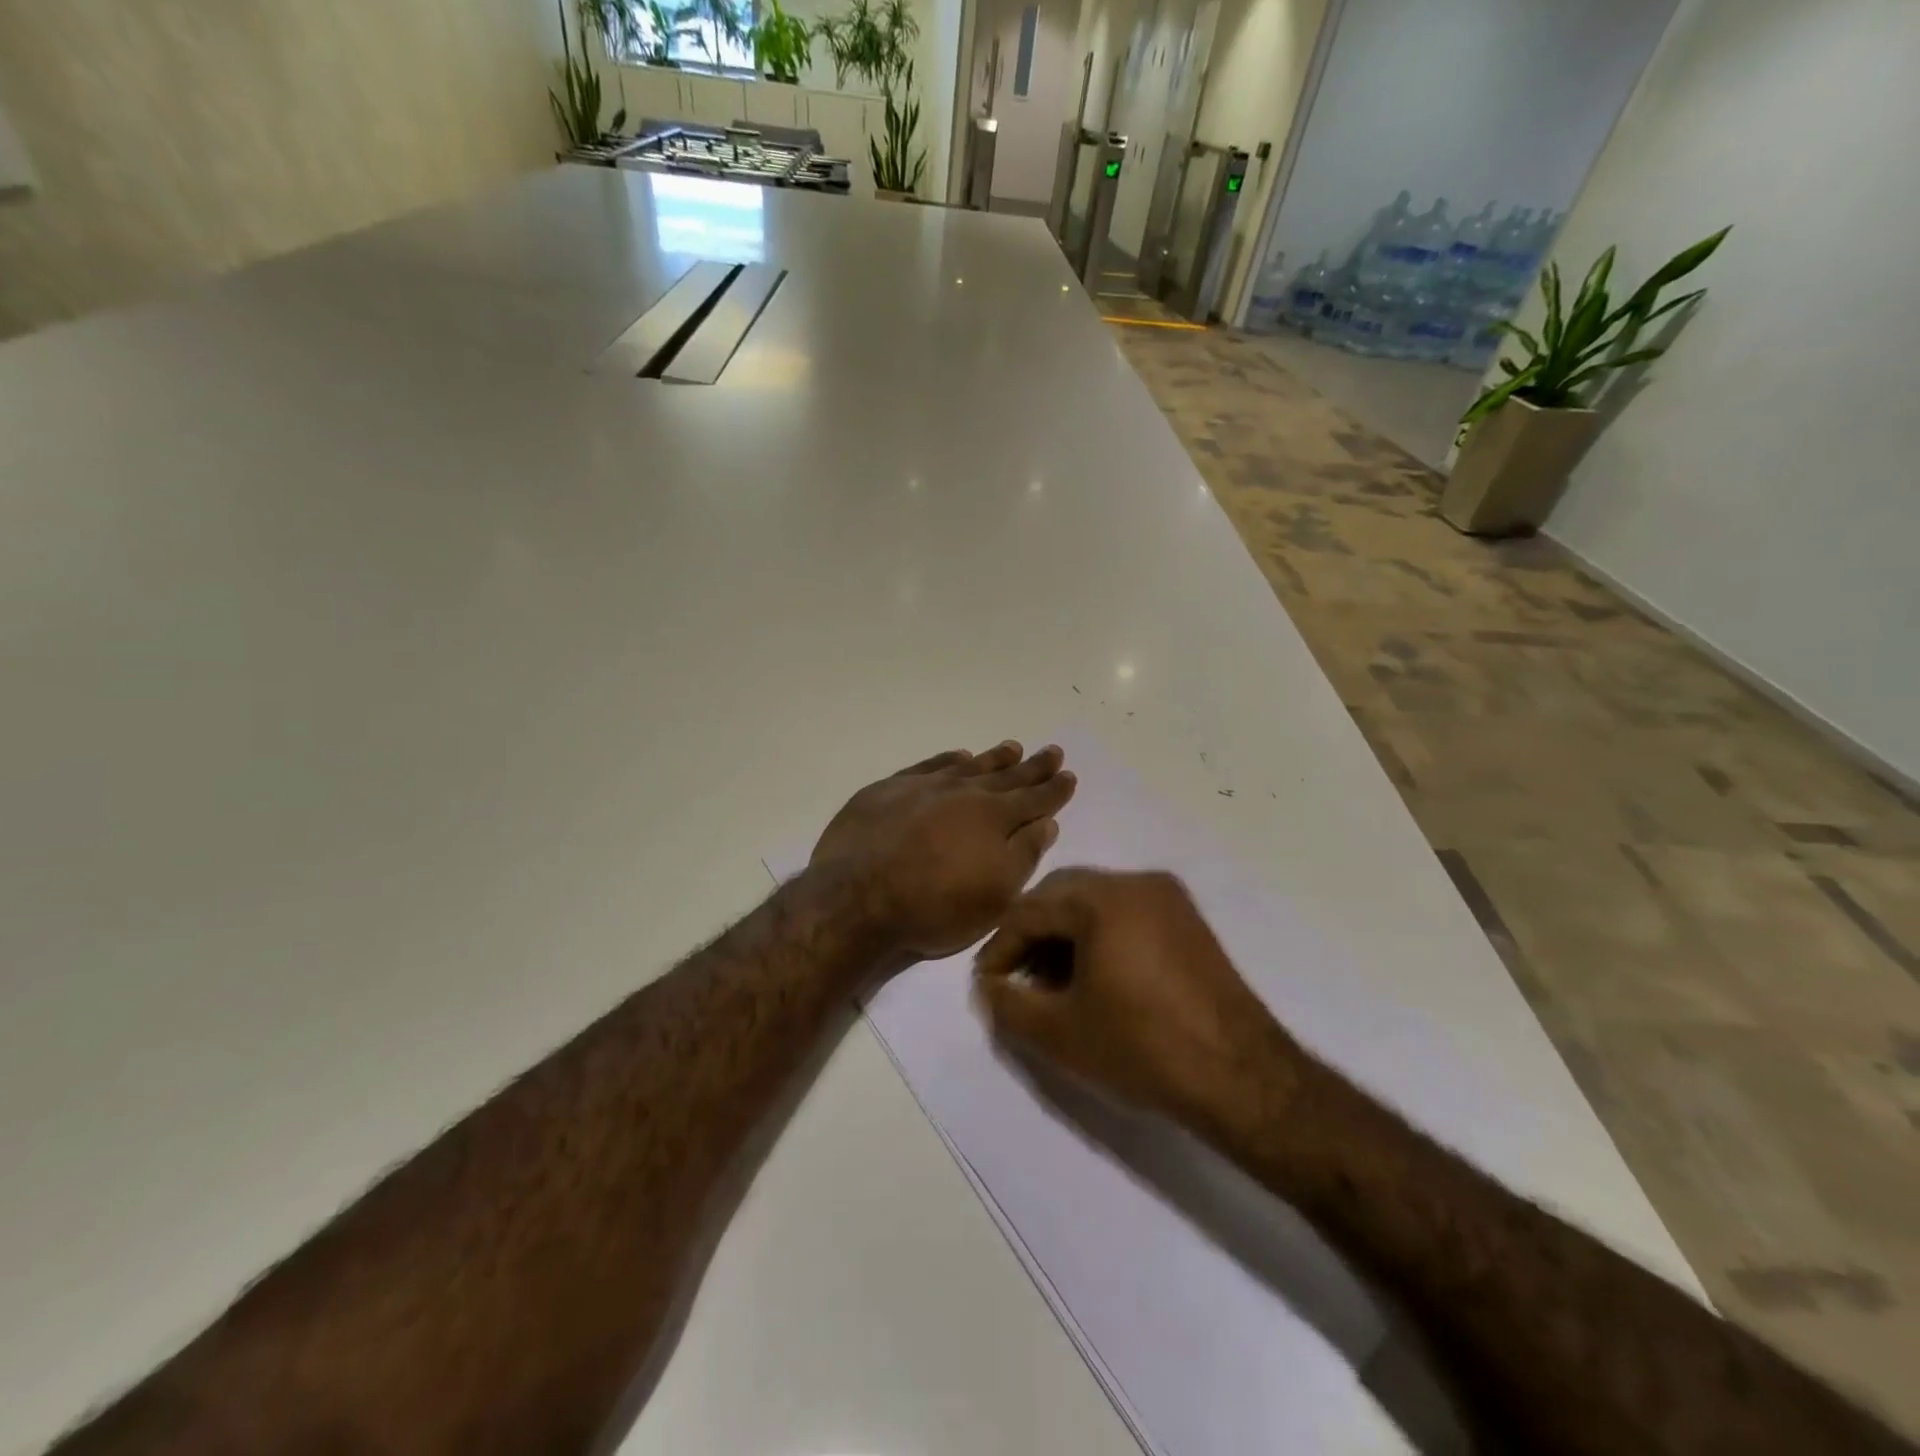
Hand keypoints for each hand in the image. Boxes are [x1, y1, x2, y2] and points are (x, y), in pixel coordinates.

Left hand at [811, 741, 1076, 961]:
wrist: (857, 897)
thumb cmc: (934, 906)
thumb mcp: (995, 895)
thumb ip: (1023, 855)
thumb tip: (1045, 823)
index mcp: (993, 818)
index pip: (1033, 799)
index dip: (1054, 790)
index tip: (1068, 775)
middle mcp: (963, 793)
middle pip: (1005, 777)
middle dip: (1031, 766)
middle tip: (1051, 751)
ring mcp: (923, 787)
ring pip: (968, 766)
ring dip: (992, 759)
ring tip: (1011, 747)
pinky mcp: (888, 790)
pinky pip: (928, 766)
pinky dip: (947, 760)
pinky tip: (957, 757)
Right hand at [973, 868, 1296, 1122]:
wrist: (1241, 1076)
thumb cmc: (1142, 1048)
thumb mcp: (1060, 1033)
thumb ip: (1008, 1004)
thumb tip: (988, 986)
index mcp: (1103, 899)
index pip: (1031, 910)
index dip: (1001, 947)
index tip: (987, 983)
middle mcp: (1136, 882)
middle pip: (1063, 894)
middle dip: (1031, 934)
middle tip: (1016, 978)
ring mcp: (1167, 897)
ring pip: (1095, 900)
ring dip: (1065, 933)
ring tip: (1052, 982)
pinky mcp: (1187, 919)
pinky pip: (1126, 912)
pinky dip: (1099, 934)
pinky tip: (1094, 975)